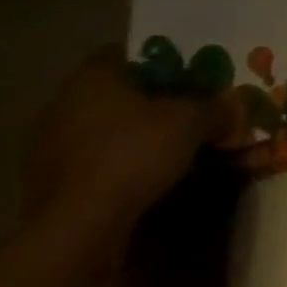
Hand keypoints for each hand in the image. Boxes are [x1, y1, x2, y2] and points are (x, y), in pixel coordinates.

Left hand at [23, 46, 232, 261]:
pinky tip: (148, 178)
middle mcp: (63, 107)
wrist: (78, 232)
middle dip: (150, 102)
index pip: (125, 54)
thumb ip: (217, 108)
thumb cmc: (133, 154)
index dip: (159, 61)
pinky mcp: (48, 190)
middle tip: (186, 110)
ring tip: (172, 148)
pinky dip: (119, 167)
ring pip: (104, 131)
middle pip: (116, 94)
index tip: (187, 74)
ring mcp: (50, 152)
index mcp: (92, 79)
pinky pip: (94, 165)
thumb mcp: (193, 121)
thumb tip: (238, 106)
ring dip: (134, 137)